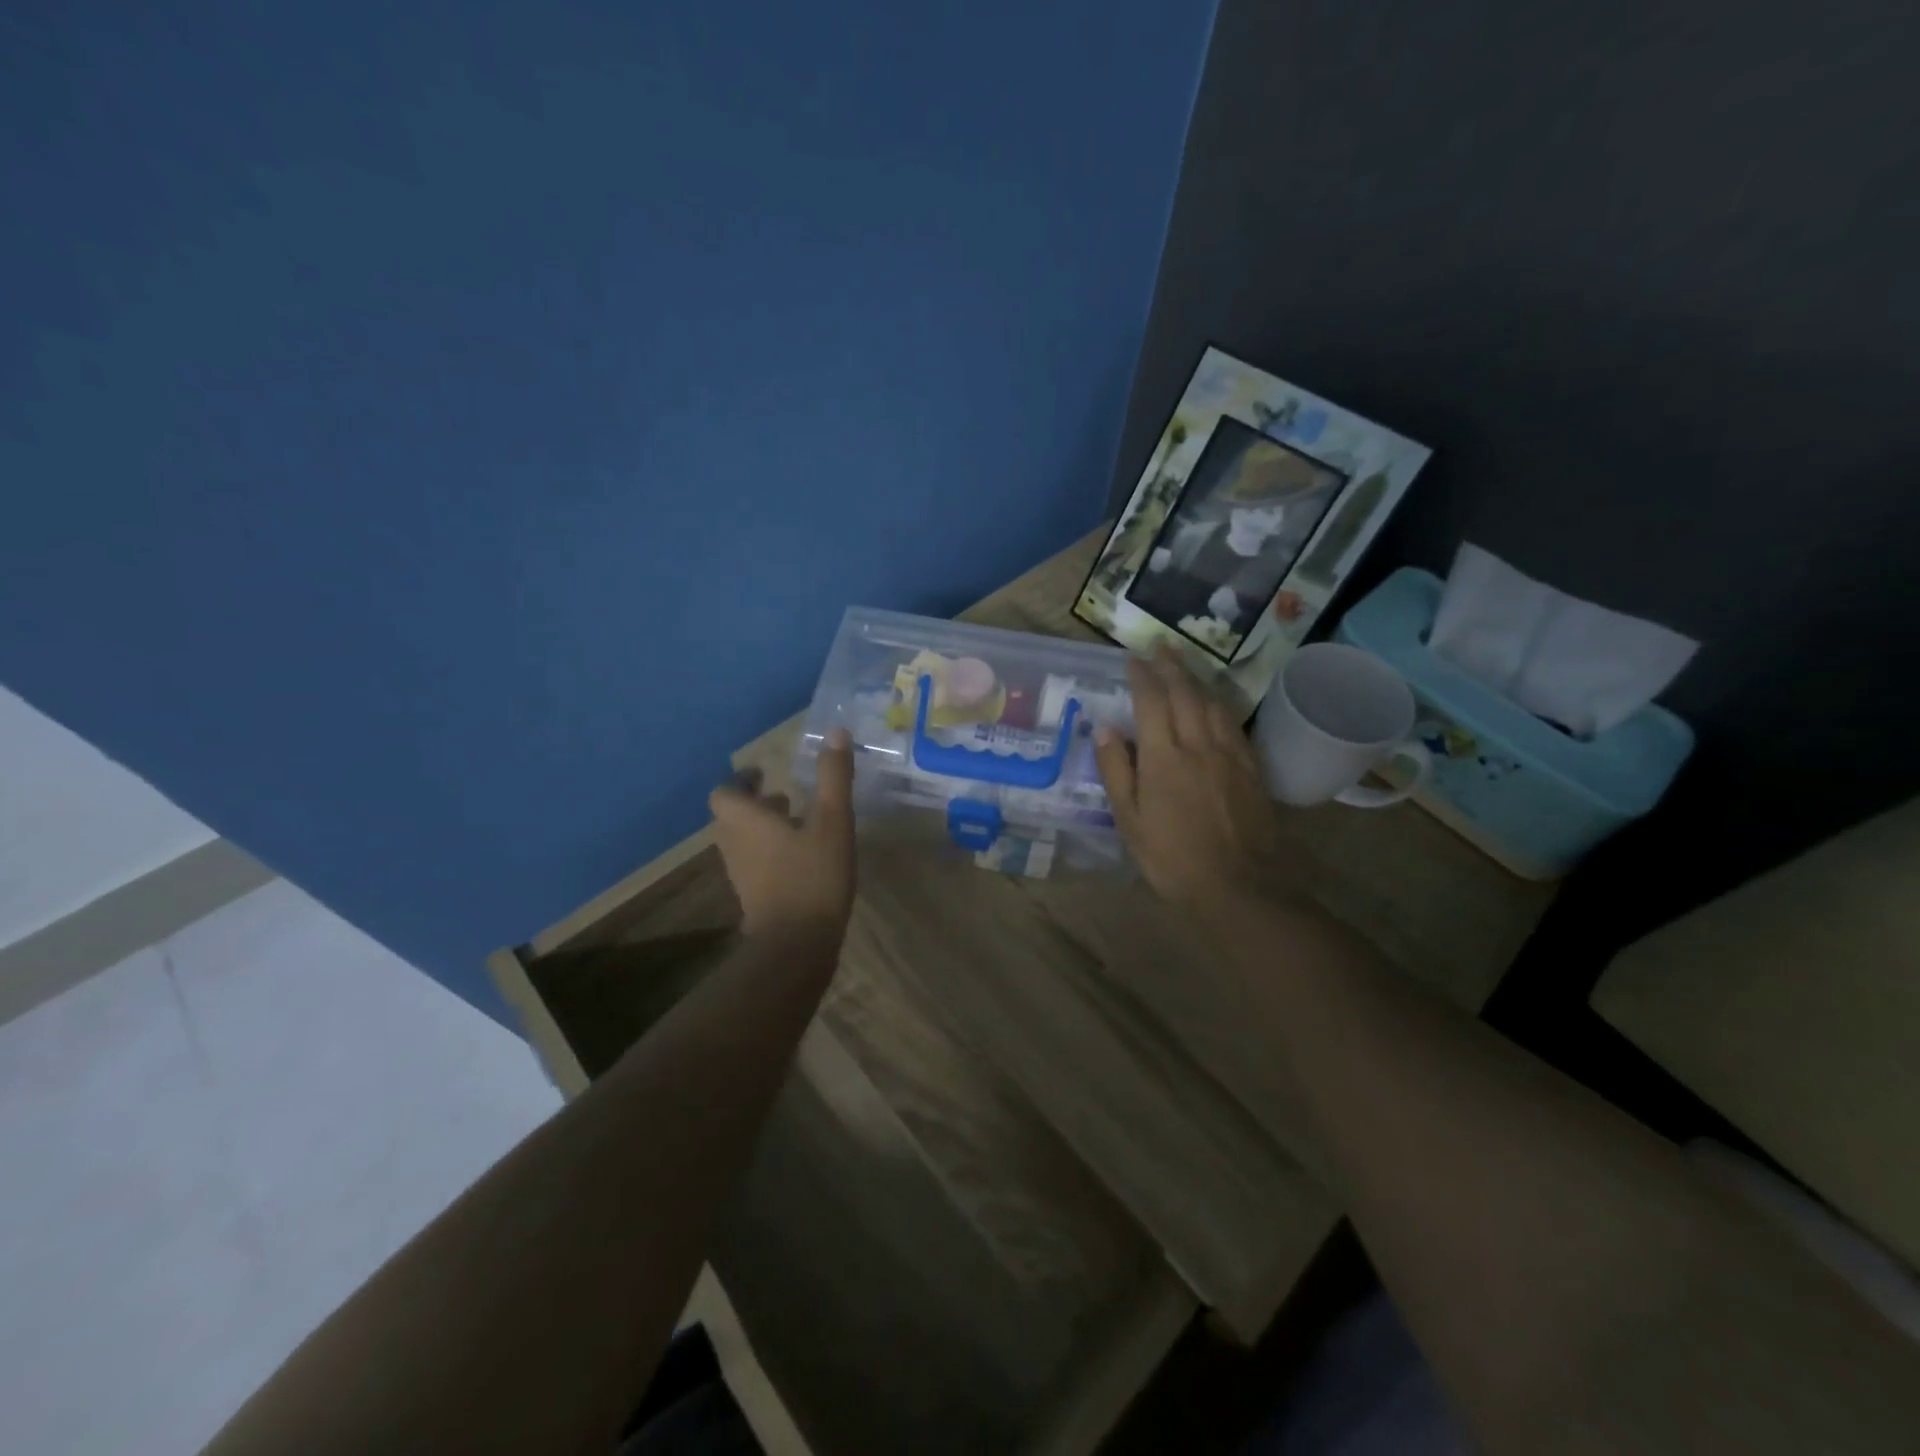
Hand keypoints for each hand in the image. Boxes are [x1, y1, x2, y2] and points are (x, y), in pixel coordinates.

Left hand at [708, 729, 856, 941]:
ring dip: (763, 829)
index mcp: (746, 821)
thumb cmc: (813, 876)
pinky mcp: (754, 897)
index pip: (724, 793)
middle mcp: (735, 844)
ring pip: (743, 842)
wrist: (796, 945)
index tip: (764, 774)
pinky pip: (755, 864)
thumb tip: (836, 732)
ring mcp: (741, 874)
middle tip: (785, 797)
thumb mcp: (833, 821)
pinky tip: (802, 858)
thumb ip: (833, 777)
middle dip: (755, 804)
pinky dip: (770, 853)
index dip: (740, 781)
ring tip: (798, 824)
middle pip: (732, 817)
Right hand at [1094, 646, 1286, 910]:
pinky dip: (1220, 703)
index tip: (1132, 657)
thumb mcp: (1129, 820)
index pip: (1151, 702)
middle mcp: (1197, 744)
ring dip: (1197, 678)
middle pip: (1185, 693)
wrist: (1238, 885)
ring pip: (1212, 703)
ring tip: (1186, 663)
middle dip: (1171, 665)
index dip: (1141, 676)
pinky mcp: (1250, 767)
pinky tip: (1216, 701)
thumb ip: (1116, 770)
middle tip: (1161, 645)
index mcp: (1163, 757)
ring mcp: (1228, 753)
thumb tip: (1105, 727)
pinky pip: (1233, 723)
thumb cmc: (1171, 857)